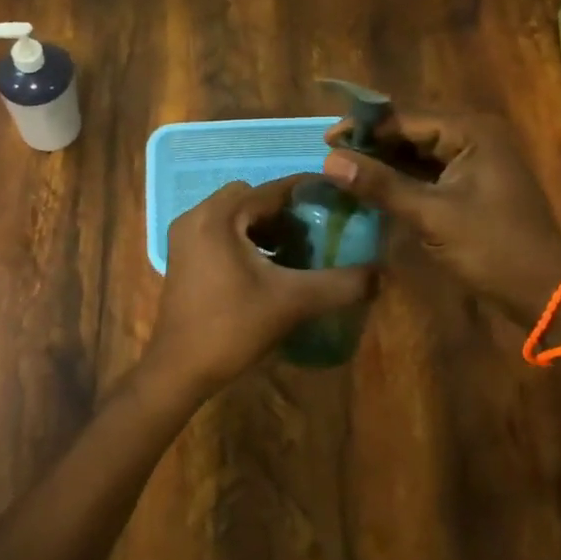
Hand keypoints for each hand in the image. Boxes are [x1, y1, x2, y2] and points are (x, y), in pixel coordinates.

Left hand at [144, 175, 376, 395]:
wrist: (179, 370)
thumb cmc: (232, 327)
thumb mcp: (293, 302)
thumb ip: (339, 284)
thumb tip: (381, 273)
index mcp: (219, 216)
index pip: (271, 189)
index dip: (308, 192)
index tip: (339, 198)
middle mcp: (197, 216)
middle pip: (251, 198)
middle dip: (285, 211)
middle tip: (316, 230)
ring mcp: (185, 237)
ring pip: (235, 216)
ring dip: (265, 226)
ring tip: (297, 250)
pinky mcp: (183, 257)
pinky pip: (220, 232)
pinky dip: (246, 239)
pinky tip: (269, 267)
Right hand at [323, 110, 560, 322]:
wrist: (546, 293)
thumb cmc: (493, 249)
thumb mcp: (432, 216)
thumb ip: (381, 185)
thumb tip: (329, 161)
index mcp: (472, 131)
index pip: (406, 118)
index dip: (365, 128)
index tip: (325, 141)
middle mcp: (475, 135)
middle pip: (411, 130)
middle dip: (372, 143)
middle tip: (331, 156)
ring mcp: (475, 160)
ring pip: (418, 152)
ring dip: (385, 161)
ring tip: (344, 171)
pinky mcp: (472, 184)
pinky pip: (429, 171)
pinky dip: (402, 178)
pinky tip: (373, 187)